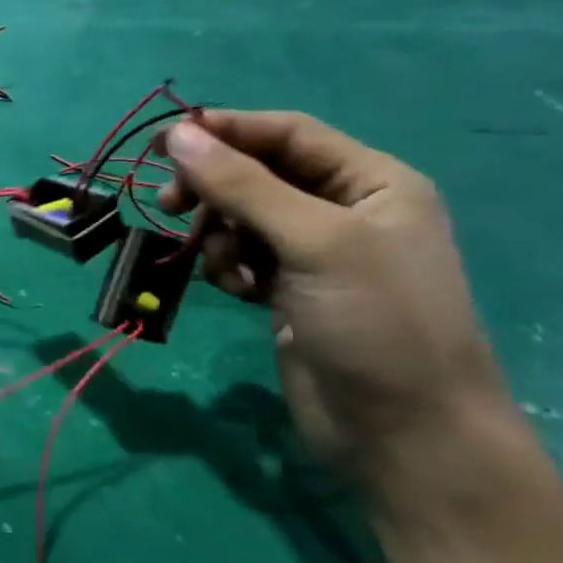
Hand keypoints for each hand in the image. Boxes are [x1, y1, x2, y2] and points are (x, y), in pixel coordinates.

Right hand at [159, 111, 511, 484]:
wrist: (402, 431)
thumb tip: (177, 135)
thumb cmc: (376, 322)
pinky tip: (238, 293)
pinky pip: (241, 258)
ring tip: (227, 270)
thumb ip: (243, 186)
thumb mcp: (314, 242)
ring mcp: (315, 255)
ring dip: (219, 236)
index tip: (160, 143)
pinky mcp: (289, 292)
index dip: (225, 131)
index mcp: (372, 182)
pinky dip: (228, 268)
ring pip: (241, 219)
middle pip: (257, 175)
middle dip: (213, 188)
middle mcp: (344, 210)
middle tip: (169, 205)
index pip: (287, 134)